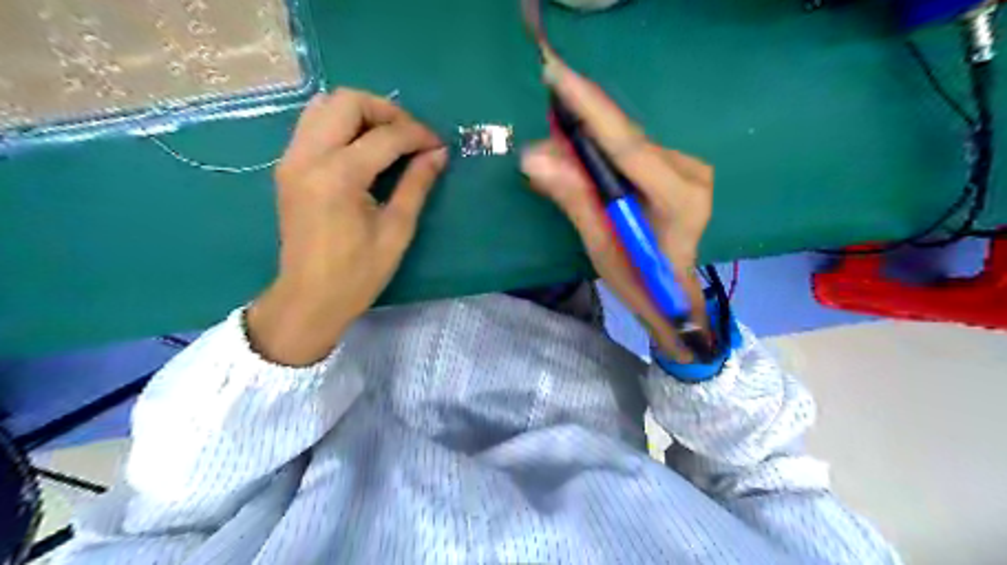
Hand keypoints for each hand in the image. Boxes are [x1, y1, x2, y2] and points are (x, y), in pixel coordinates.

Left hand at [245, 85, 446, 360]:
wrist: (309, 298)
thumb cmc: (358, 273)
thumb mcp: (397, 230)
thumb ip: (416, 185)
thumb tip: (438, 153)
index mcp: (338, 176)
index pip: (384, 136)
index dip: (417, 135)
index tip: (438, 146)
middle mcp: (308, 156)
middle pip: (347, 101)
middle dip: (386, 111)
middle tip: (411, 136)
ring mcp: (292, 159)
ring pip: (324, 105)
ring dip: (361, 113)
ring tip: (388, 138)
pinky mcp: (287, 167)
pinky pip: (313, 124)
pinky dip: (341, 124)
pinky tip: (362, 149)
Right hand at [520, 58, 714, 361]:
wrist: (673, 294)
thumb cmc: (640, 282)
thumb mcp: (602, 247)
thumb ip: (575, 199)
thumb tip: (534, 158)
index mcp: (678, 198)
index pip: (627, 146)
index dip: (590, 109)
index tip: (557, 75)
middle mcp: (690, 172)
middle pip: (627, 138)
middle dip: (584, 117)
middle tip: (546, 94)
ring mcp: (688, 168)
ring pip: (628, 141)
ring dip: (590, 133)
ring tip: (554, 131)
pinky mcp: (678, 168)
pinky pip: (633, 150)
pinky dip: (604, 146)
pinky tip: (580, 146)